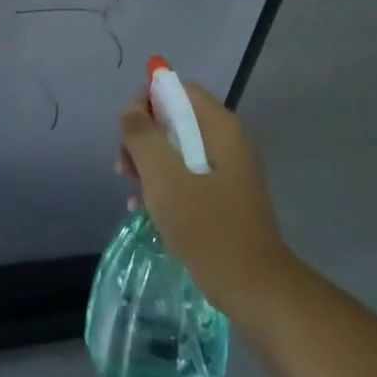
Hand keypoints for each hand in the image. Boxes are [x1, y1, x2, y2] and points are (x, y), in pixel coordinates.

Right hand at [117, 81, 293, 320]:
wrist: (254, 287)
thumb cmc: (206, 225)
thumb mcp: (163, 176)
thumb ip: (142, 135)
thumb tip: (131, 110)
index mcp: (218, 126)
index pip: (178, 90)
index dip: (147, 101)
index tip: (127, 130)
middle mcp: (227, 141)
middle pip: (176, 120)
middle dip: (144, 139)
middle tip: (123, 166)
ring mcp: (228, 171)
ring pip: (178, 151)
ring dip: (149, 166)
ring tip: (130, 191)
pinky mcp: (224, 198)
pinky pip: (187, 178)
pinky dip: (165, 187)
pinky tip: (144, 211)